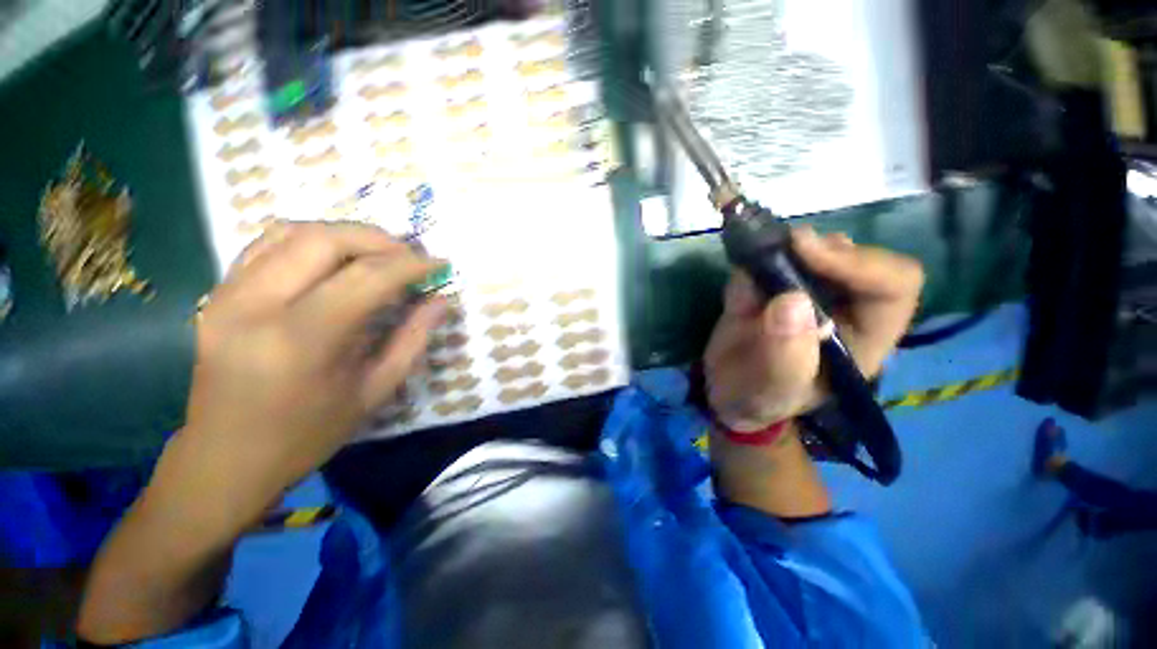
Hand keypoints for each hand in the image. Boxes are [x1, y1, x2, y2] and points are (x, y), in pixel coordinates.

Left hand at [181, 222, 446, 517]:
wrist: (226, 458)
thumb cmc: (307, 434)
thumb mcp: (374, 392)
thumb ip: (412, 339)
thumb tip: (441, 301)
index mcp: (300, 341)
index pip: (365, 278)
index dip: (409, 264)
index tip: (438, 263)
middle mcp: (255, 306)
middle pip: (324, 241)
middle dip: (379, 240)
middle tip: (411, 255)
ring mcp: (227, 295)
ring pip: (292, 232)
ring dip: (345, 234)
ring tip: (379, 253)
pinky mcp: (217, 294)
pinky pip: (266, 245)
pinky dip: (310, 240)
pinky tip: (336, 257)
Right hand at [704, 227, 922, 431]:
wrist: (727, 393)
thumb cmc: (758, 400)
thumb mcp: (772, 391)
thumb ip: (785, 355)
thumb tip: (791, 300)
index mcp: (863, 336)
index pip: (894, 285)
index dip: (858, 262)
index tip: (804, 252)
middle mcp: (844, 307)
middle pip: (853, 255)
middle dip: (813, 249)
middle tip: (776, 251)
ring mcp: (807, 293)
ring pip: (812, 249)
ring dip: (778, 253)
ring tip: (751, 278)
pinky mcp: (773, 287)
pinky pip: (768, 259)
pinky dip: (750, 265)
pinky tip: (738, 296)